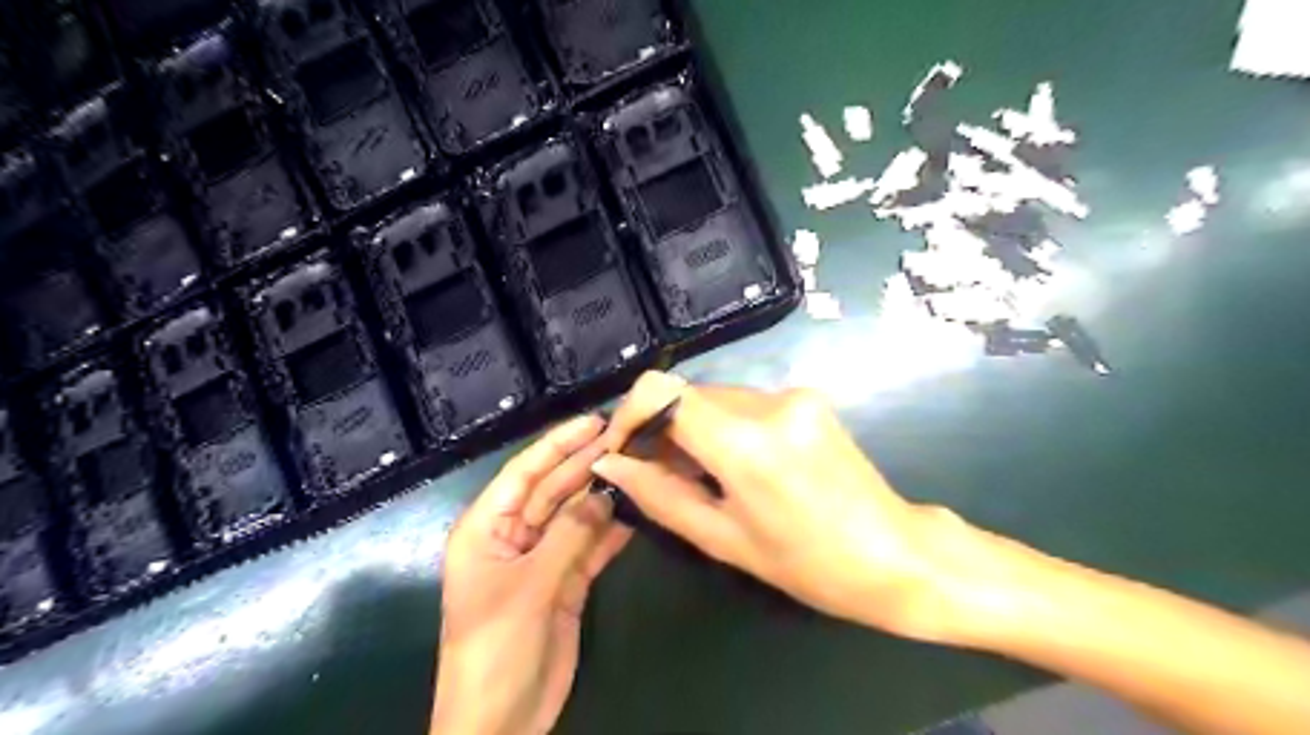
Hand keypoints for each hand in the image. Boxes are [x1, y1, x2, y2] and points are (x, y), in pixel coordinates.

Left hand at [433, 417, 632, 731]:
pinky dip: (612, 530)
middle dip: (587, 464)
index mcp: (487, 528)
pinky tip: (637, 509)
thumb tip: (606, 490)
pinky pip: (591, 545)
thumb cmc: (495, 648)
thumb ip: (569, 534)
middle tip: (627, 438)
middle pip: (555, 489)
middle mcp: (514, 535)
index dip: (558, 444)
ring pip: (577, 515)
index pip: (525, 472)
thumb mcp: (529, 587)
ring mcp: (543, 558)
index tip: (594, 421)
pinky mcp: (566, 581)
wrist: (501, 721)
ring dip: (604, 494)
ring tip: (639, 465)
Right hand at [596, 373, 957, 641]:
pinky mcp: (808, 397)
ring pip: (716, 397)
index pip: (663, 392)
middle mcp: (769, 402)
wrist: (895, 554)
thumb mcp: (724, 539)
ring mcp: (793, 395)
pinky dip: (725, 426)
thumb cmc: (807, 563)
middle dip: (662, 428)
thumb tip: (611, 463)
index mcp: (746, 442)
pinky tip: (736, 465)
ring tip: (700, 475)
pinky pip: (745, 402)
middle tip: (657, 473)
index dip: (630, 413)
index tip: (623, 448)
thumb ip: (660, 495)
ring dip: (694, 428)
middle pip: (688, 394)